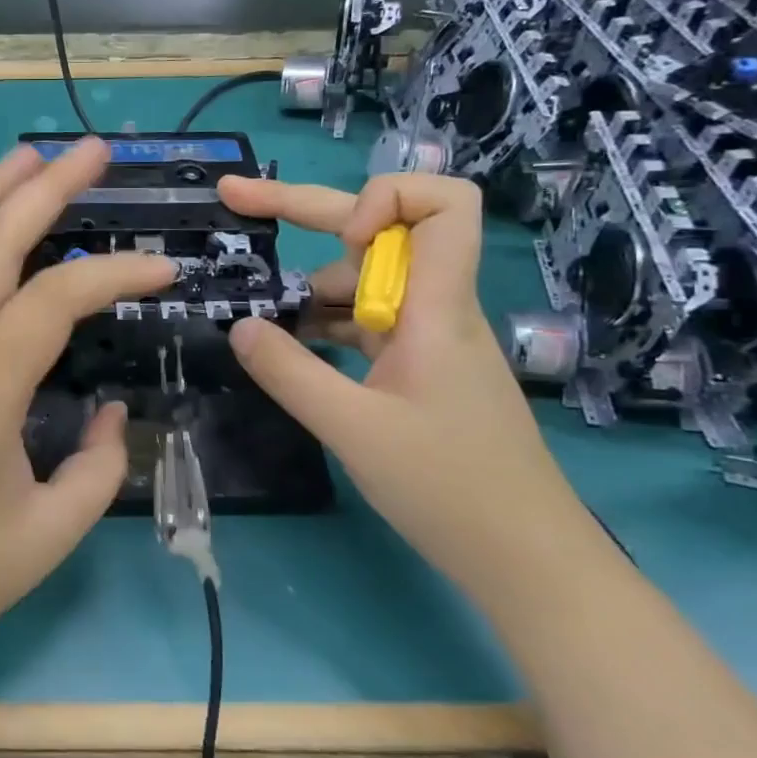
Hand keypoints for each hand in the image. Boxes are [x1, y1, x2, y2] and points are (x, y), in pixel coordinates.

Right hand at [217, 172, 588, 580]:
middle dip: (302, 210)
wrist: (524, 558)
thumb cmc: (449, 490)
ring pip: (362, 281)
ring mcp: (425, 338)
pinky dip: (321, 323)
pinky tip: (286, 346)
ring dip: (307, 286)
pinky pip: (362, 322)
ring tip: (256, 316)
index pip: (444, 205)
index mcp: (436, 308)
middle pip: (378, 231)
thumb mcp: (353, 430)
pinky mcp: (416, 367)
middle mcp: (434, 308)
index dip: (385, 199)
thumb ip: (290, 373)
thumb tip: (239, 326)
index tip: (337, 240)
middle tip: (233, 199)